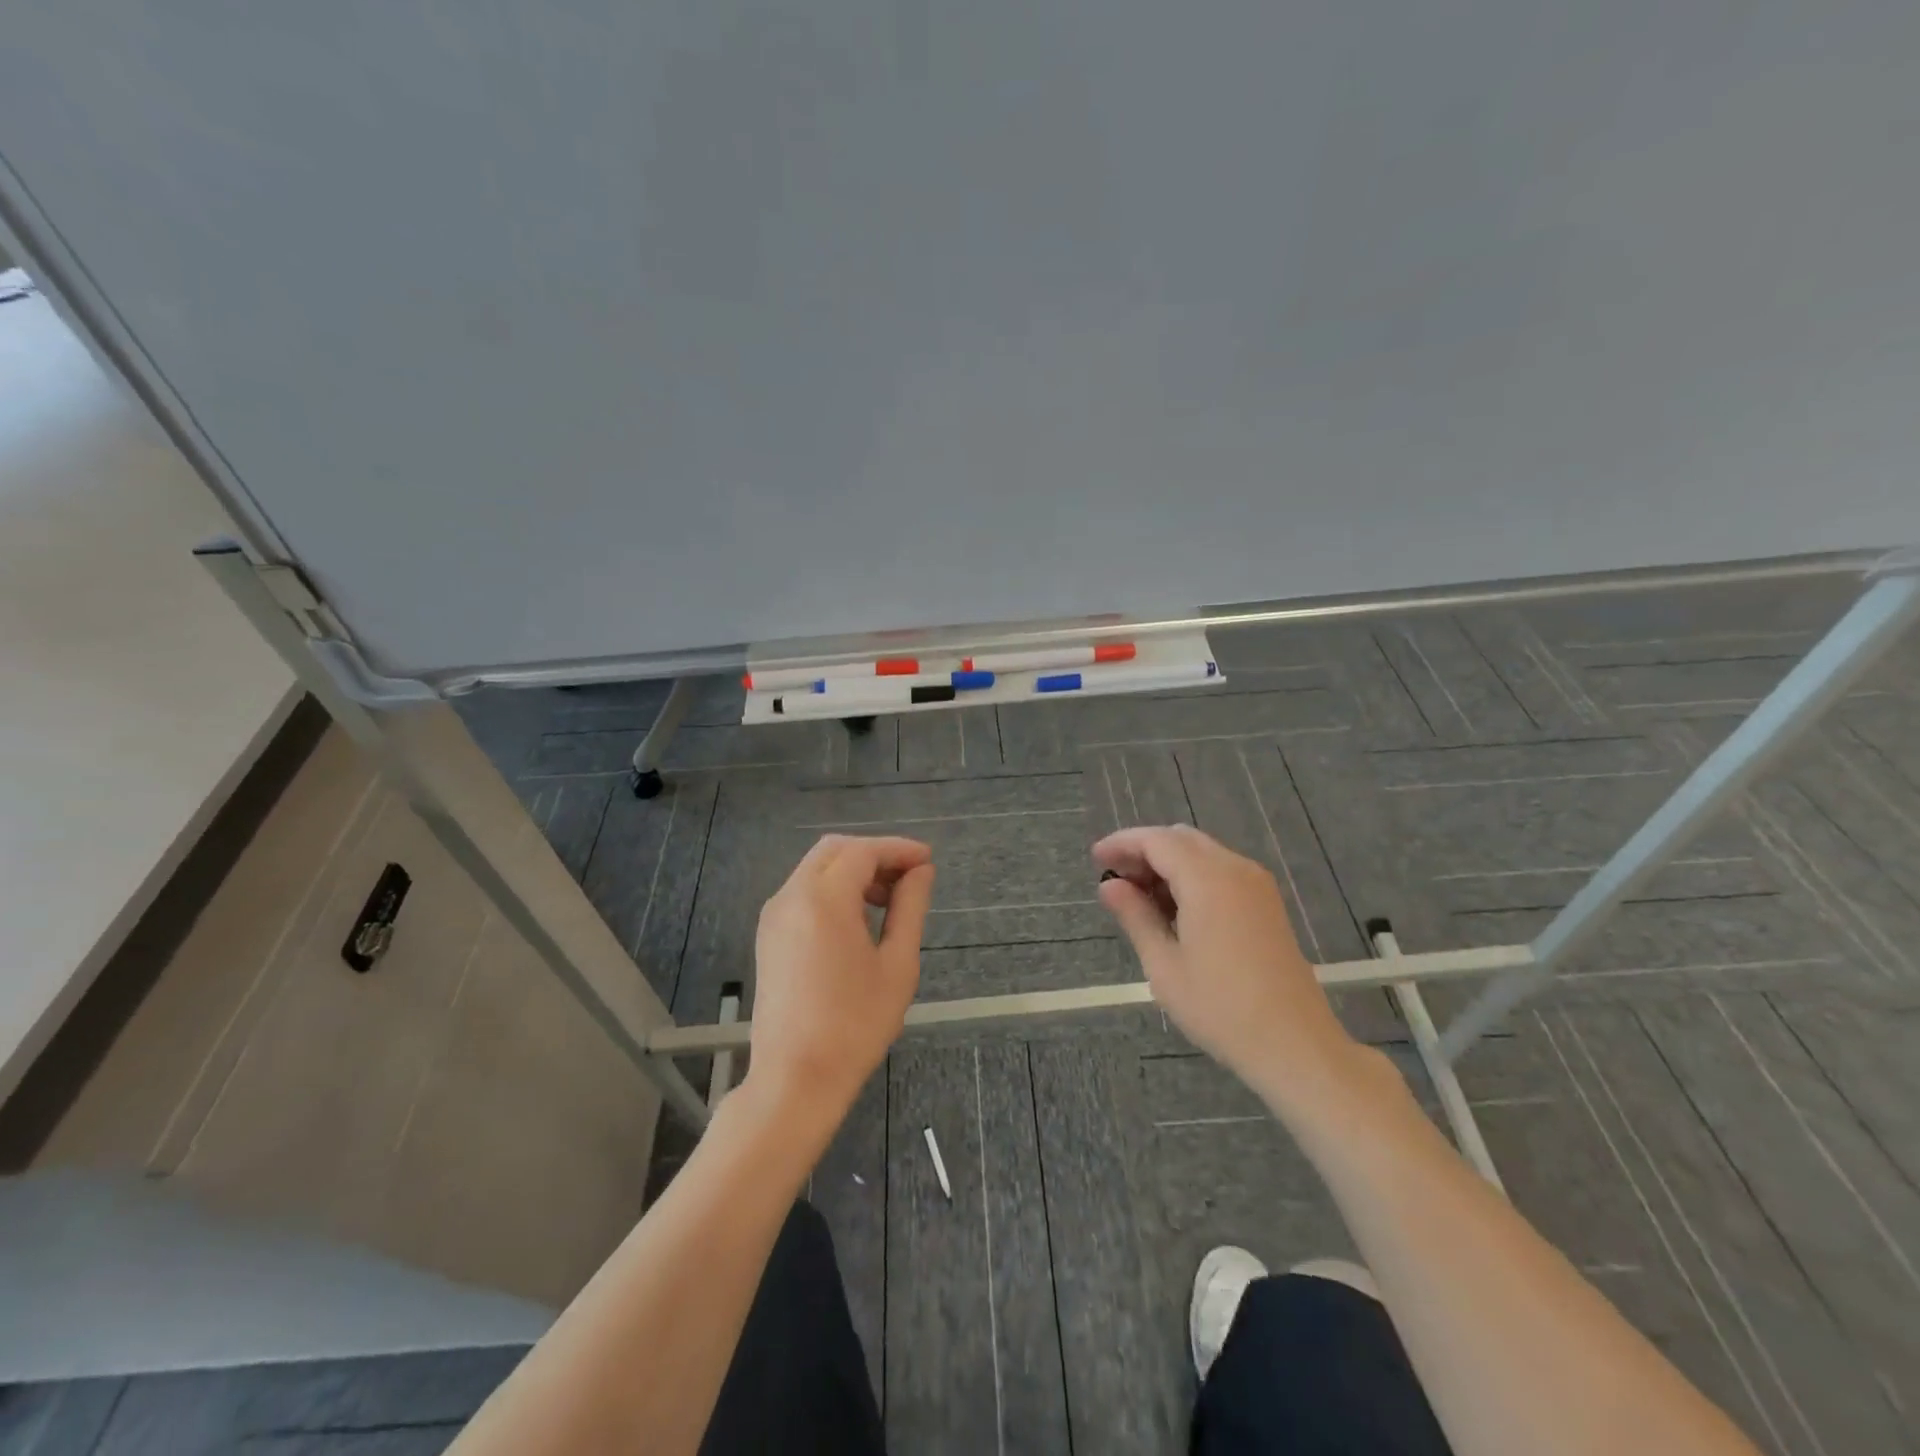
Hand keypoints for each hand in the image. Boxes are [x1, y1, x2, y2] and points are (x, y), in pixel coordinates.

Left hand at [747, 835, 934, 1119]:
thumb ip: (910, 908)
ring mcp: (774, 916)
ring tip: (888, 901)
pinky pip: (803, 892)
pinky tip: (857, 920)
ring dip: (853, 871)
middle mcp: (791, 896)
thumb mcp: (897, 964)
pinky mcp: (768, 936)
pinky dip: (832, 889)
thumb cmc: (855, 1024)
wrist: (796, 1079)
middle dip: (874, 854)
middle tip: (909, 877)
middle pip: (835, 850)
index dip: (898, 850)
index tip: (927, 860)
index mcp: (823, 899)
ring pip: (816, 868)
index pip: (863, 852)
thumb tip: (921, 872)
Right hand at [1093, 825, 1361, 1104]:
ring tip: (1140, 899)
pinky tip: (1175, 910)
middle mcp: (1235, 869)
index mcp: (1208, 880)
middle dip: (1144, 851)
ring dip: (1168, 863)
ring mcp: (1257, 885)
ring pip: (1202, 853)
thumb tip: (1109, 885)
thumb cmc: (1221, 1008)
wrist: (1295, 1045)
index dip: (1122, 843)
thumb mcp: (1164, 965)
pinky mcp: (1267, 904)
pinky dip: (1192, 876)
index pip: (1156, 841)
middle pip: (1180, 839)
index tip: (1095, 859)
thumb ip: (1135, 916)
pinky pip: (1221, 871)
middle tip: (1116, 880)